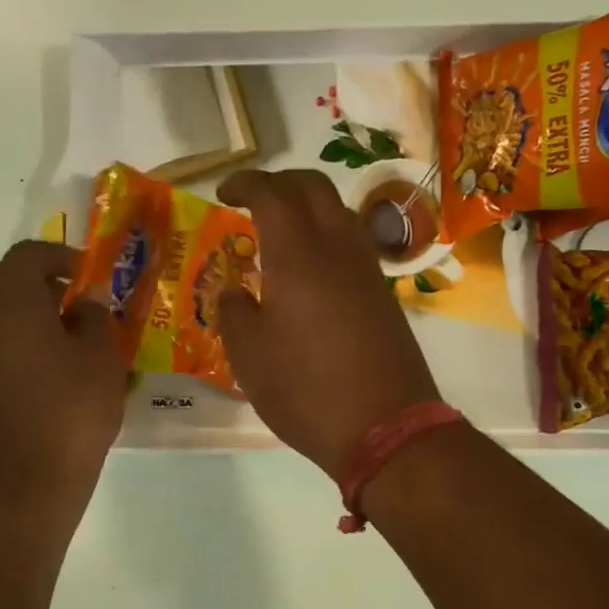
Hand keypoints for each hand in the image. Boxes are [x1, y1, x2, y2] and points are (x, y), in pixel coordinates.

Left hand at [0, 241, 127, 503]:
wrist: (31, 477)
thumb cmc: (74, 409)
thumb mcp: (102, 357)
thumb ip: (95, 316)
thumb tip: (85, 300)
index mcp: (11, 302)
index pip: (27, 255)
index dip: (60, 256)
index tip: (88, 276)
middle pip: (3, 277)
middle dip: (39, 278)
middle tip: (76, 299)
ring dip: (26, 306)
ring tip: (67, 331)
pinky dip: (16, 333)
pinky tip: (49, 361)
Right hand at [217, 170, 440, 477]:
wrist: (384, 427)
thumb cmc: (305, 390)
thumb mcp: (249, 357)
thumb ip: (234, 313)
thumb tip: (235, 291)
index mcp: (297, 255)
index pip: (272, 194)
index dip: (245, 183)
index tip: (224, 192)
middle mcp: (337, 249)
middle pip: (313, 187)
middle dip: (280, 182)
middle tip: (253, 201)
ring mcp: (367, 270)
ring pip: (339, 211)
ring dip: (308, 206)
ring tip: (281, 232)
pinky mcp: (384, 294)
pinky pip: (353, 243)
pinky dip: (327, 235)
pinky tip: (310, 269)